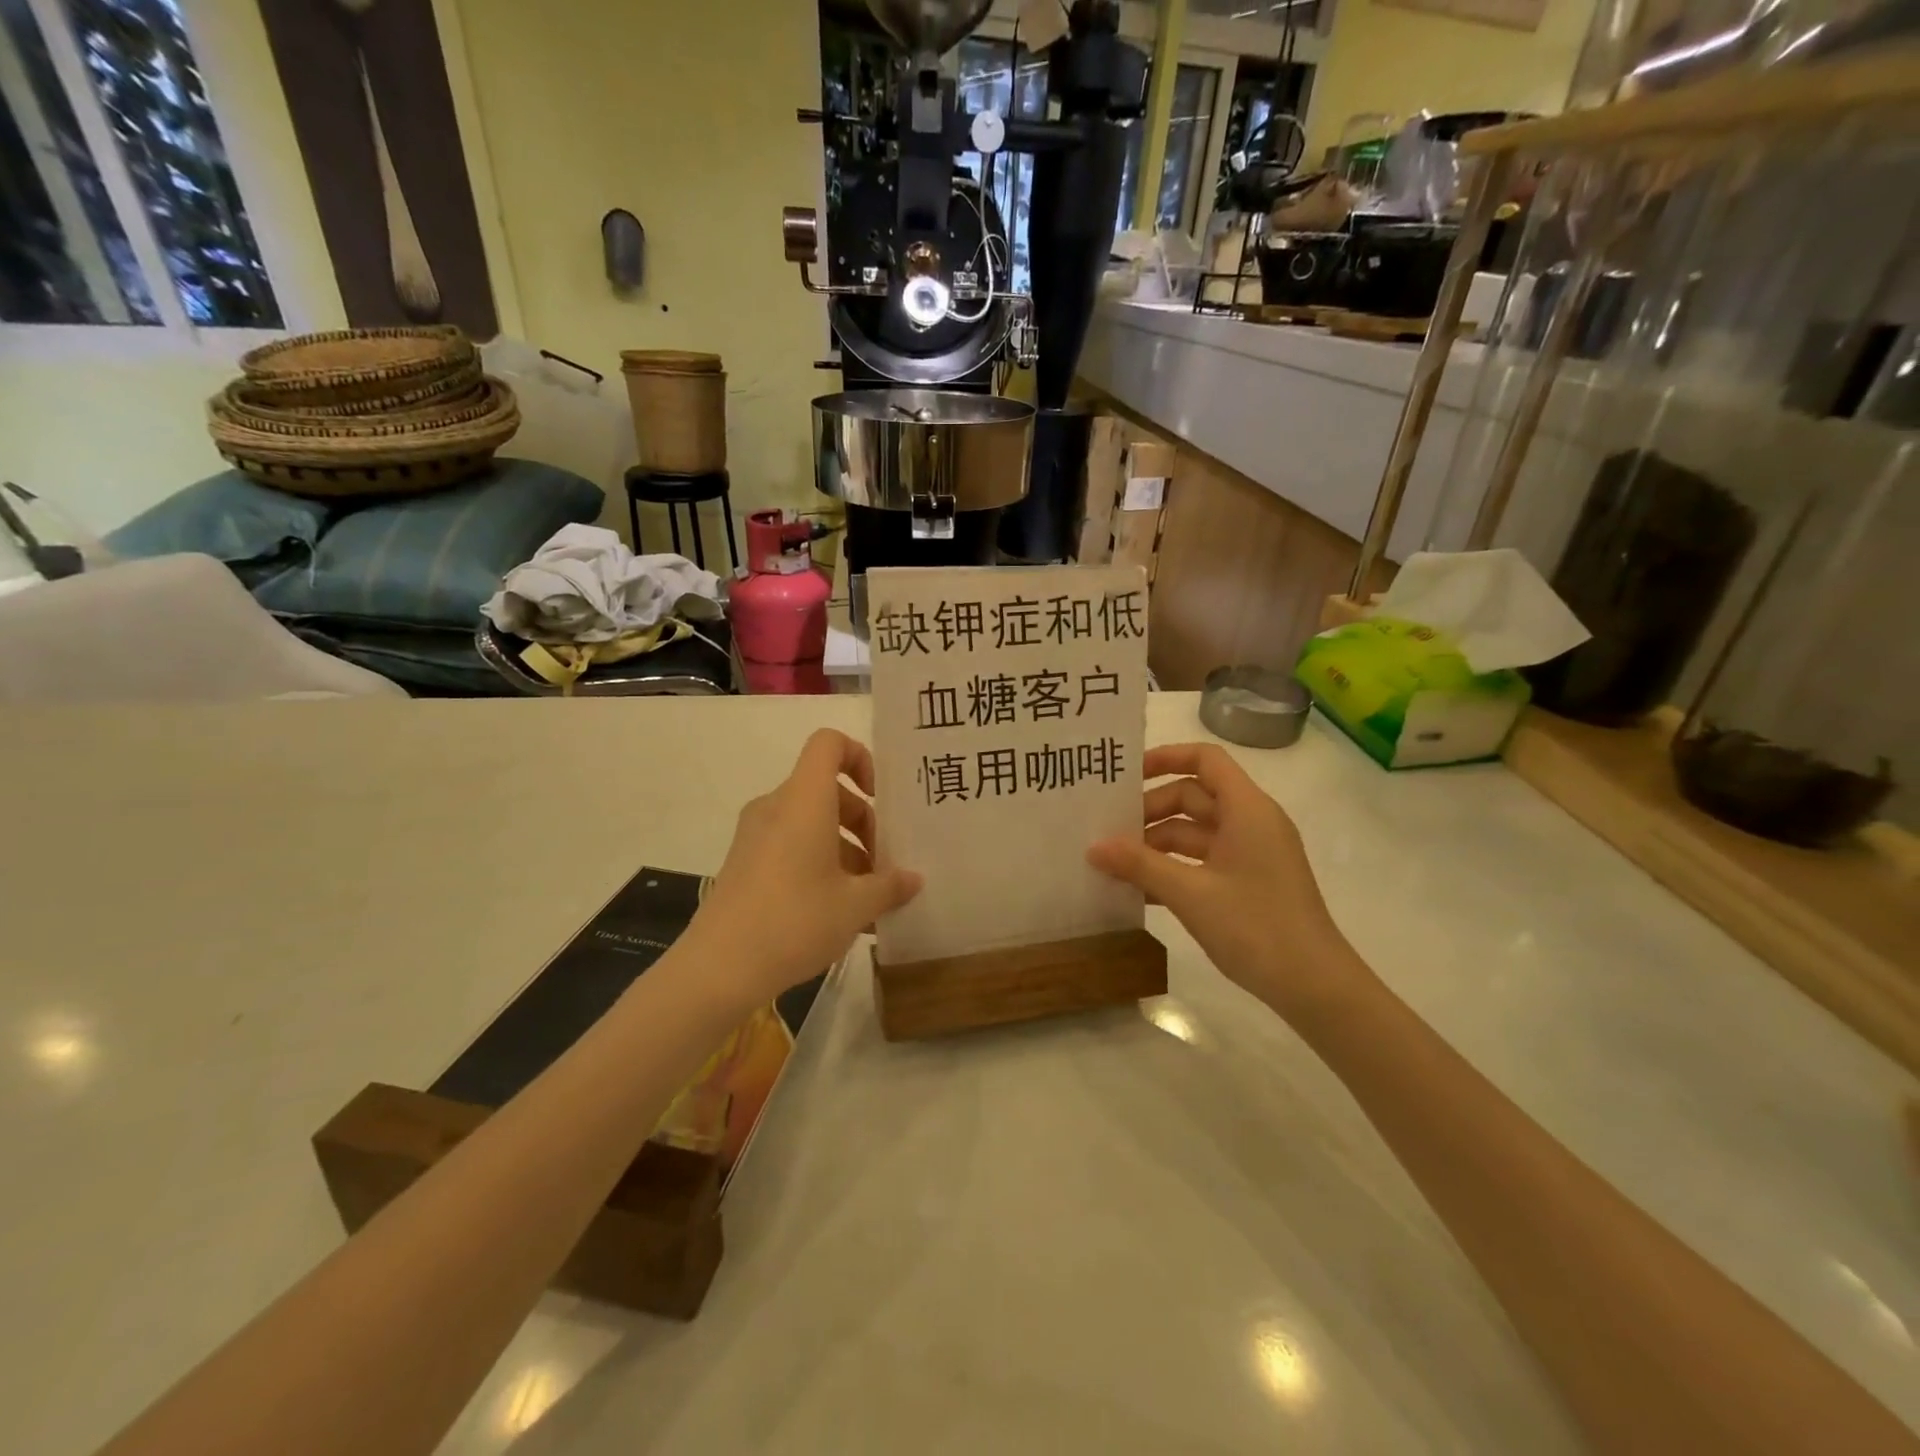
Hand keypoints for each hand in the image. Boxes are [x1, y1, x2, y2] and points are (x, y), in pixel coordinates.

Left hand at [690, 729, 921, 1005]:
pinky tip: (839, 913)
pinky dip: (819, 865)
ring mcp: (755, 836)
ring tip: (868, 897)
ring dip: (844, 849)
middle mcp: (776, 807)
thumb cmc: (795, 921)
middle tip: (884, 864)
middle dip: (863, 821)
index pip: (829, 744)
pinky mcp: (744, 864)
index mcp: (804, 800)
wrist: (718, 968)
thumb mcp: (855, 906)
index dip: (860, 758)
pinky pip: (790, 846)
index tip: (879, 799)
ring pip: (810, 823)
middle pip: (826, 790)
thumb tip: (913, 879)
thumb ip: (890, 886)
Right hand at [1087, 743, 1361, 1019]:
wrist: (1315, 987)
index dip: (1165, 757)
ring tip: (1114, 864)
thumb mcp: (1189, 893)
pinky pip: (1203, 861)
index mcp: (1246, 809)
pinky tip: (1140, 891)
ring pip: (1194, 832)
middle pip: (1193, 796)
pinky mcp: (1249, 882)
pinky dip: (1173, 868)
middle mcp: (1251, 822)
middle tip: (1108, 831)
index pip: (1205, 759)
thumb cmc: (1255, 926)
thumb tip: (1093, 847)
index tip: (1125, 776)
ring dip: (1156, 844)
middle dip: (1150, 811)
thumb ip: (1139, 864)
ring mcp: (1251, 853)